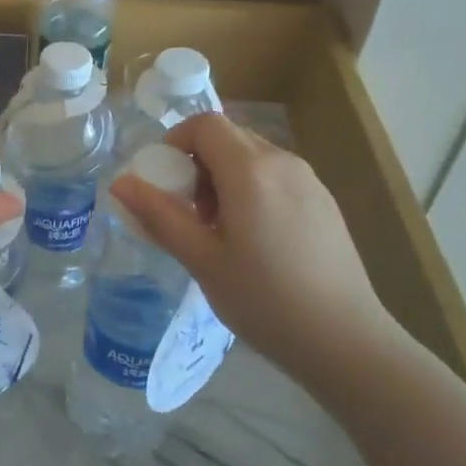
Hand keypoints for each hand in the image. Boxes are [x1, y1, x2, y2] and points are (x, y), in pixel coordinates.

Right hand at [108, 114, 403, 377]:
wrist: (345, 341)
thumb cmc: (264, 300)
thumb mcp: (201, 260)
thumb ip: (159, 215)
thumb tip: (119, 183)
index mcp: (250, 170)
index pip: (205, 124)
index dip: (175, 141)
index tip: (164, 181)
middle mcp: (283, 162)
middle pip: (228, 137)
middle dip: (197, 163)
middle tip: (188, 212)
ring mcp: (309, 180)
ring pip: (253, 157)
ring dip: (224, 178)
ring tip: (219, 231)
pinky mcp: (324, 202)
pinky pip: (276, 176)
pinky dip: (252, 190)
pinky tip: (255, 241)